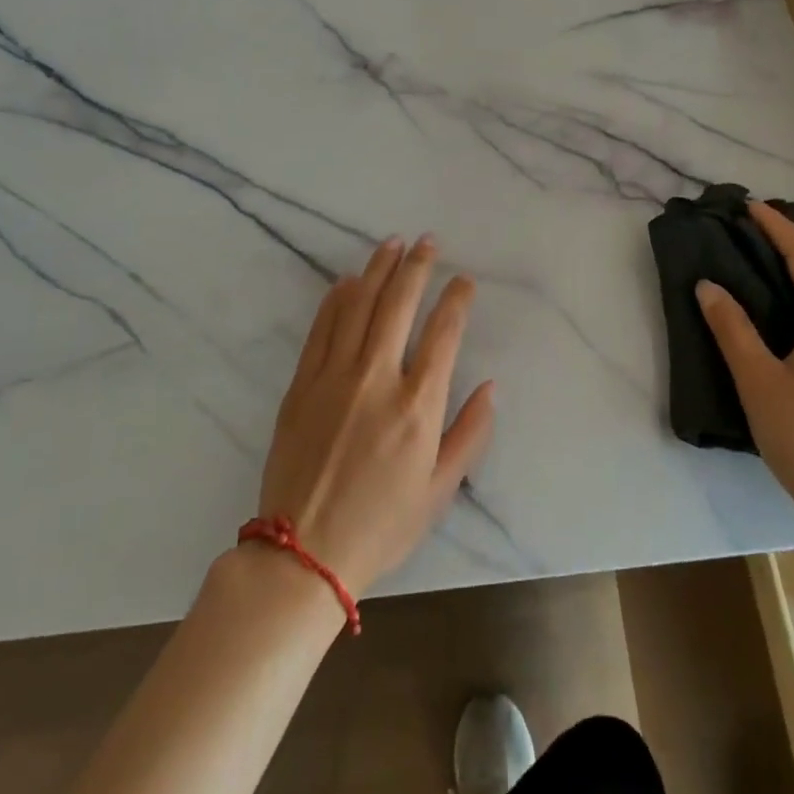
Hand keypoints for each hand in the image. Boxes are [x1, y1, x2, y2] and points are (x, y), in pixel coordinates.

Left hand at [258, 234, 495, 598]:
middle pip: (399, 305)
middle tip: (428, 242)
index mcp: (417, 406)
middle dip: (418, 267)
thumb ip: (470, 435)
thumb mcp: (439, 491)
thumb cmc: (381, 525)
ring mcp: (334, 377)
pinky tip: (347, 280)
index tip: (464, 280)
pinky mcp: (302, 384)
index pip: (443, 333)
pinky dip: (336, 299)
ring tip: (393, 243)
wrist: (302, 552)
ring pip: (359, 306)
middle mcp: (377, 378)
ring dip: (378, 270)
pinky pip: (321, 328)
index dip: (456, 300)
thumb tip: (491, 387)